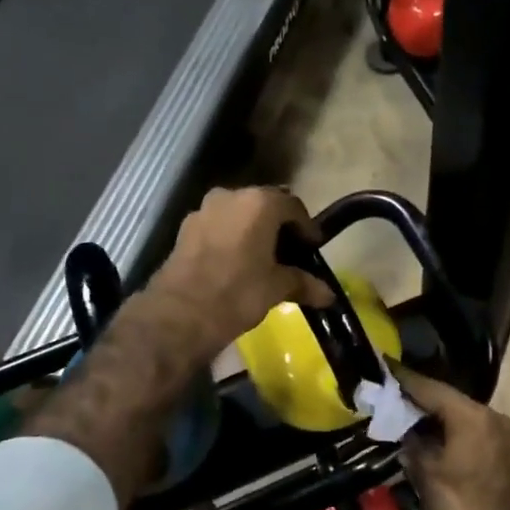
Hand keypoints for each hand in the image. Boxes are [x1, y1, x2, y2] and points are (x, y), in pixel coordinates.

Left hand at [145, 187, 335, 359]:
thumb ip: (303, 284)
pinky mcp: (185, 229)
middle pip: (264, 205)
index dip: (306, 227)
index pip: (293, 207)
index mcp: (259, 203)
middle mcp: (230, 196)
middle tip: (290, 252)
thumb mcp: (276, 288)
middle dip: (279, 227)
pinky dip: (231, 238)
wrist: (180, 313)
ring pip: (238, 215)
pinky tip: (236, 263)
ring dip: (253, 231)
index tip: (312, 247)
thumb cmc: (238, 293)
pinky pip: (218, 227)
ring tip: (263, 259)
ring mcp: (203, 210)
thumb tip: (329, 295)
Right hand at [394, 365, 509, 509]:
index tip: (378, 365)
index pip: (431, 388)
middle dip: (413, 396)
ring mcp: (497, 434)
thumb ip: (412, 443)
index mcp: (473, 417)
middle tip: (380, 391)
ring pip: (454, 414)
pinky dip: (441, 429)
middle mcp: (490, 417)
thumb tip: (400, 427)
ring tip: (393, 410)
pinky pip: (463, 429)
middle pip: (444, 398)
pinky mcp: (496, 451)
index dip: (402, 379)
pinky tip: (418, 434)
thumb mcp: (428, 474)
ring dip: (426, 414)